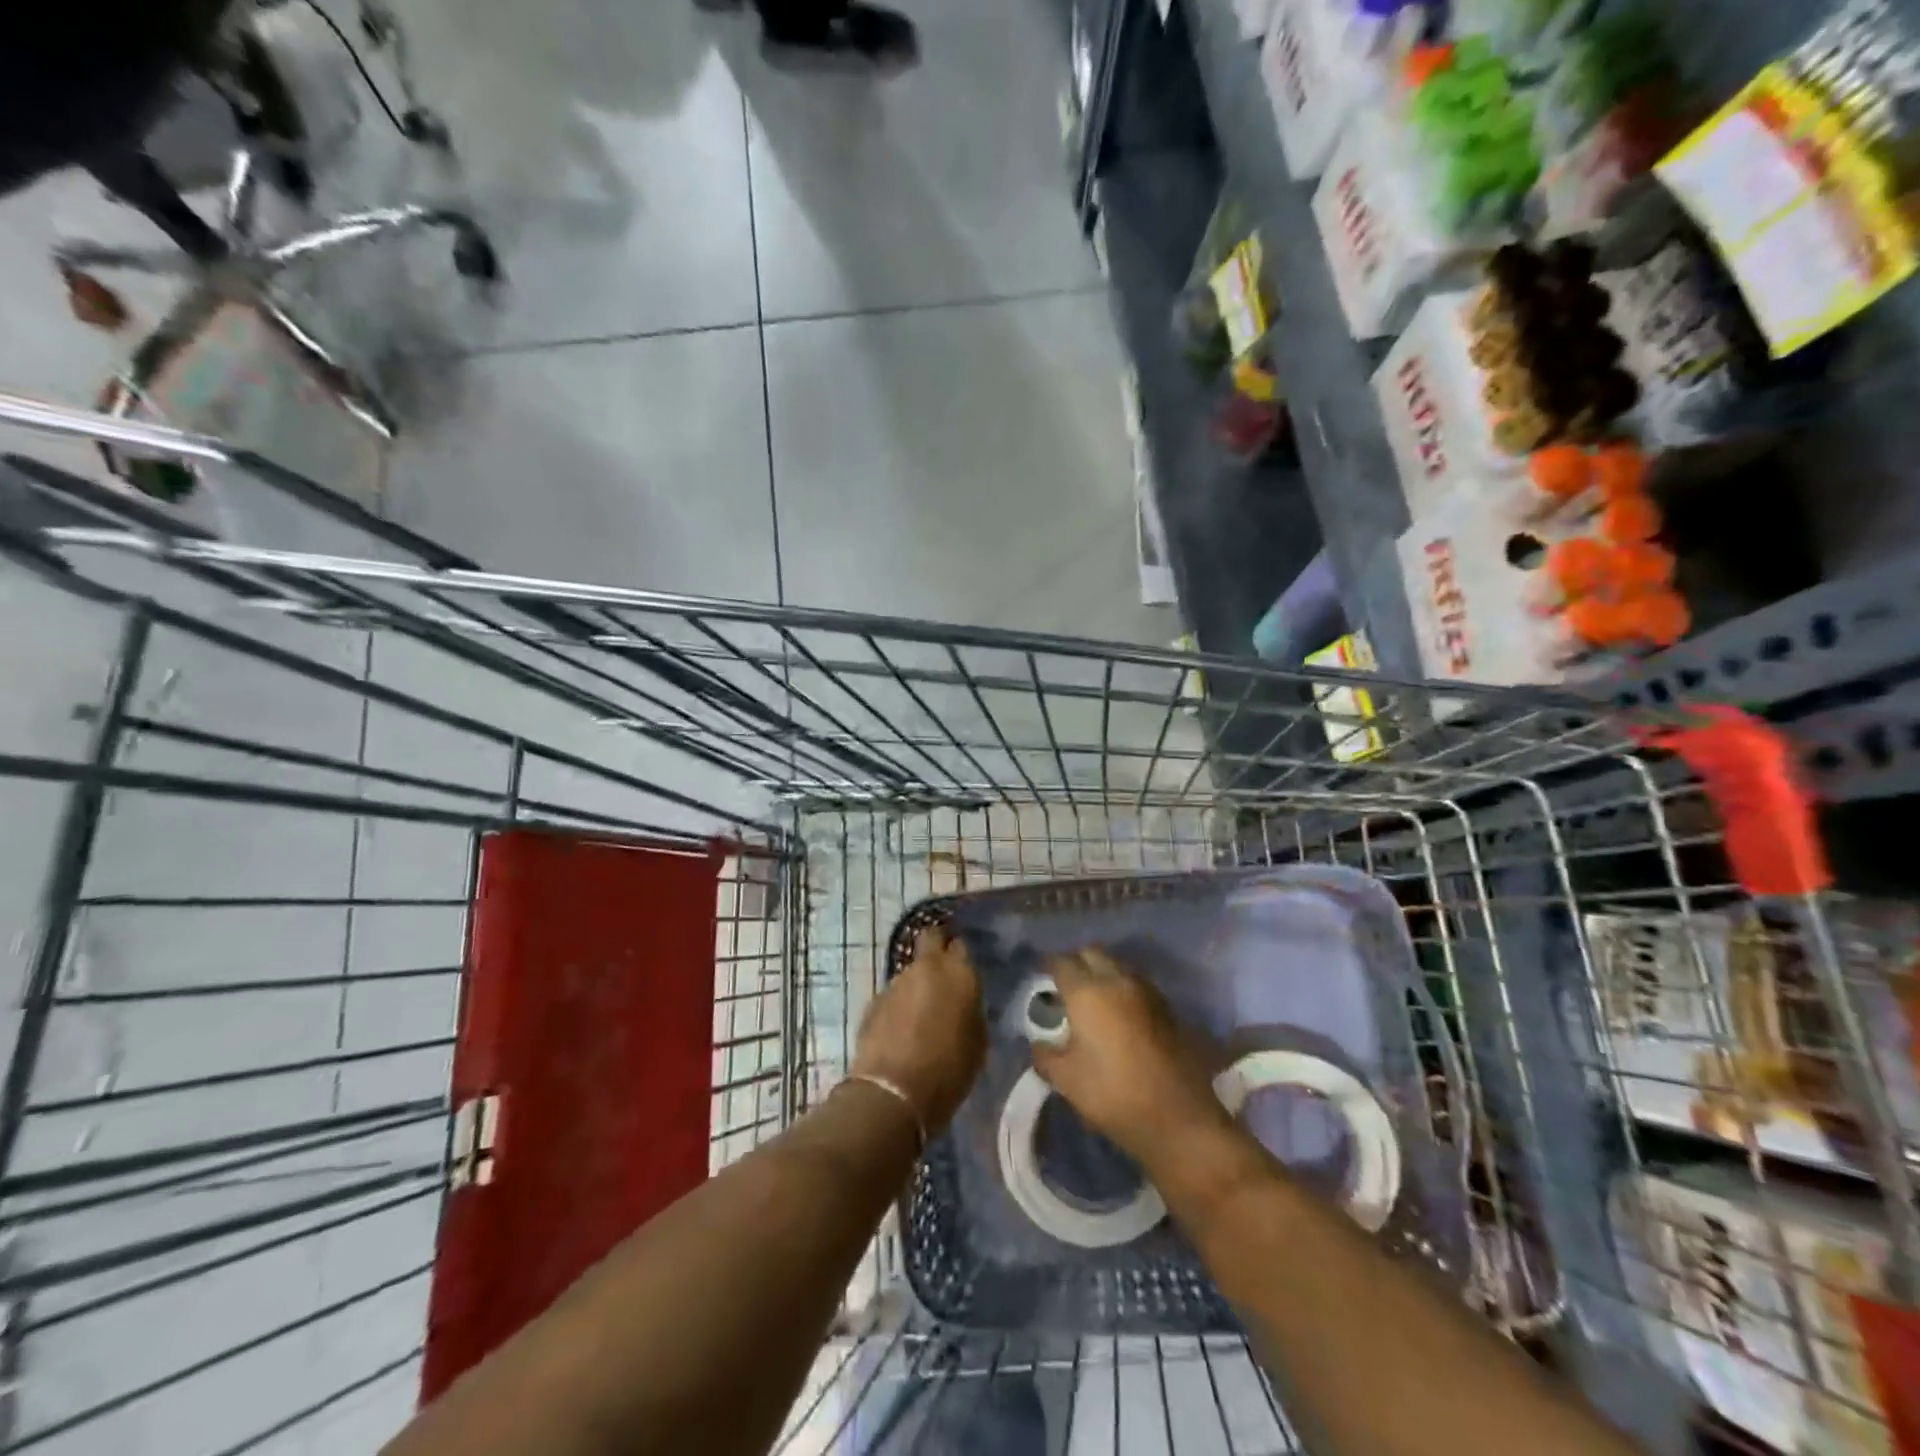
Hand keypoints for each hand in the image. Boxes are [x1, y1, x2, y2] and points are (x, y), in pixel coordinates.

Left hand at [850, 926, 985, 1135]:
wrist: (894, 1092)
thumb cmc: (949, 1070)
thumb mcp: (978, 1041)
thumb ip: (971, 1010)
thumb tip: (963, 1003)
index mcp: (958, 972)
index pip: (961, 945)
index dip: (961, 956)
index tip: (964, 970)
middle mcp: (927, 967)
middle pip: (930, 938)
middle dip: (936, 947)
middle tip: (943, 973)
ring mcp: (896, 981)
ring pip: (911, 970)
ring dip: (917, 983)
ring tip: (921, 1012)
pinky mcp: (874, 1000)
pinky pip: (893, 994)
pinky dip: (899, 1004)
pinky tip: (901, 1028)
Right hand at [1031, 948, 1231, 1166]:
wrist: (1179, 1117)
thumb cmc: (1113, 1095)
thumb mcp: (1067, 1081)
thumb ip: (1046, 1056)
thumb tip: (1039, 1044)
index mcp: (1086, 993)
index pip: (1061, 963)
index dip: (1048, 967)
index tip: (1042, 979)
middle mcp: (1116, 981)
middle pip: (1092, 953)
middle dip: (1076, 962)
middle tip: (1066, 985)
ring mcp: (1145, 991)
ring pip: (1117, 965)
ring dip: (1102, 972)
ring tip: (1092, 998)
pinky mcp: (1166, 1006)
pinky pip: (1136, 983)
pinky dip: (1122, 987)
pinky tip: (1118, 1013)